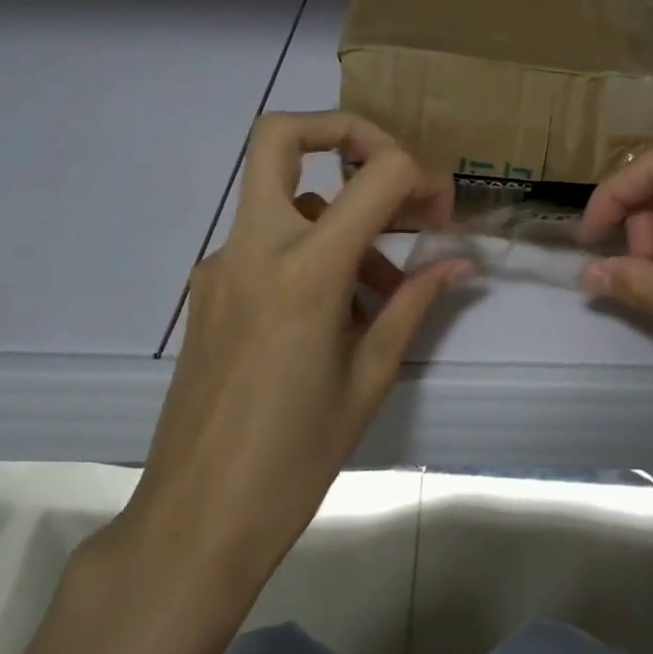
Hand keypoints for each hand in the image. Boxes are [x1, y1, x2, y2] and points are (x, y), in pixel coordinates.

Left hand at [103, 111, 467, 601]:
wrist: (195, 521)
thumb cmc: (294, 457)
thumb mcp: (368, 377)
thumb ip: (412, 304)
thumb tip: (457, 264)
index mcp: (305, 271)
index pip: (375, 176)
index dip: (419, 176)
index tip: (441, 211)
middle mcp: (254, 249)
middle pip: (281, 136)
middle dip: (346, 132)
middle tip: (391, 172)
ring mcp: (221, 265)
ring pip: (284, 196)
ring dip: (339, 213)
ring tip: (384, 286)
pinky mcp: (208, 290)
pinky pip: (267, 242)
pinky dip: (310, 250)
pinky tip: (338, 313)